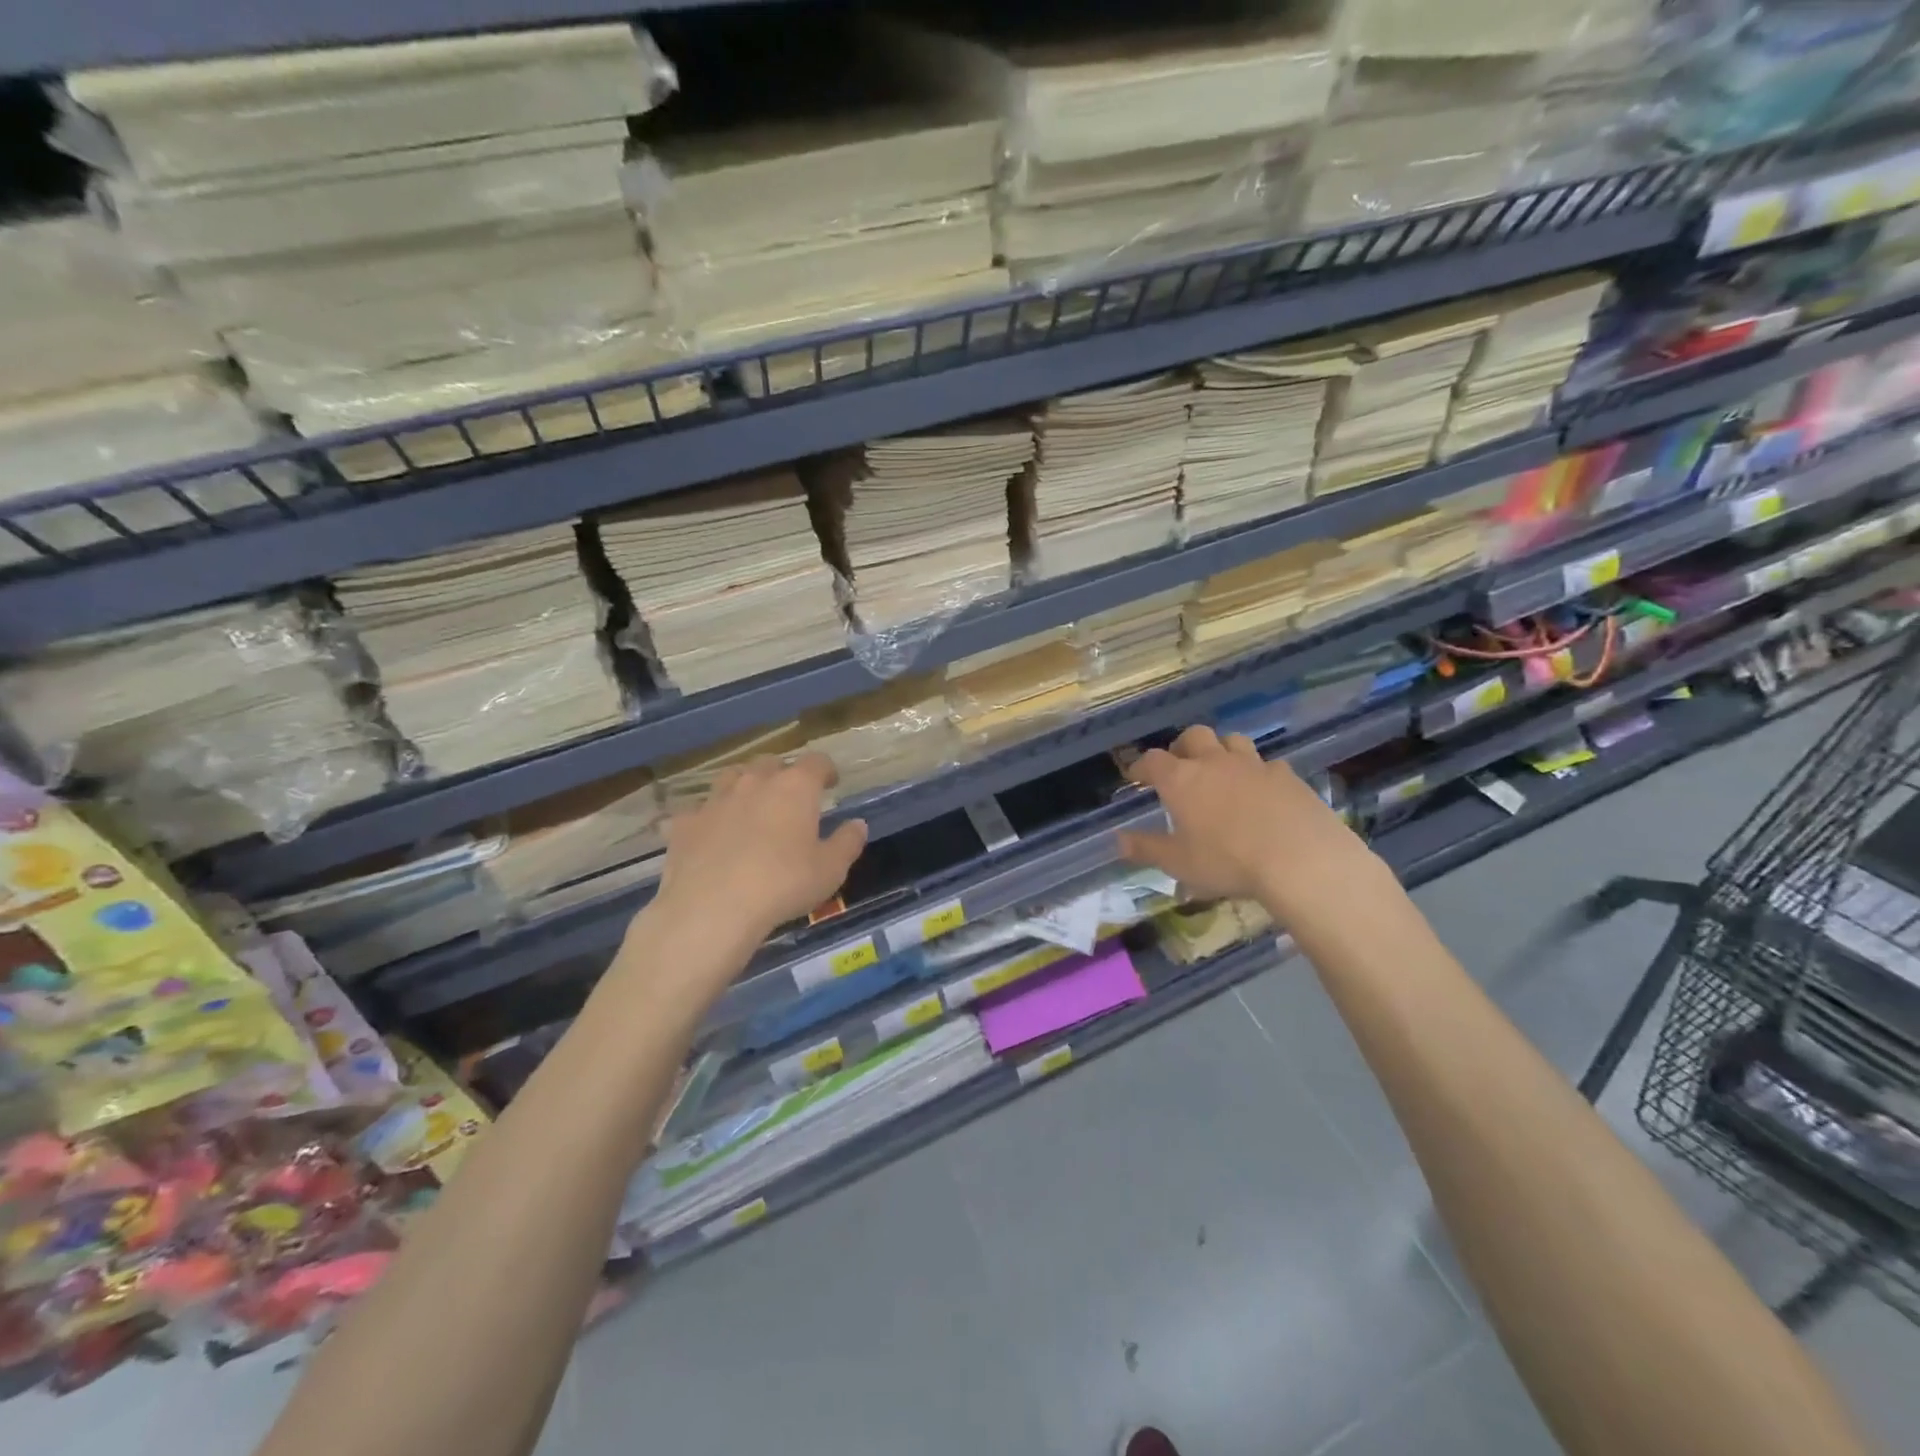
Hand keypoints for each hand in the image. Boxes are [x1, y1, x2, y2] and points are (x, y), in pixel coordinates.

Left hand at [651, 753, 867, 945]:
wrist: (712, 908)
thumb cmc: (783, 885)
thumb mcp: (830, 870)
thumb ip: (848, 842)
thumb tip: (858, 824)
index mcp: (795, 788)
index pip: (816, 762)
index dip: (825, 769)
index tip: (831, 782)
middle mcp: (754, 783)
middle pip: (771, 763)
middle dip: (783, 774)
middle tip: (790, 797)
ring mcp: (715, 800)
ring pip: (732, 777)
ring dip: (744, 785)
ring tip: (750, 806)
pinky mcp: (685, 823)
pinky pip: (699, 810)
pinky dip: (709, 817)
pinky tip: (712, 835)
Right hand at [1116, 725, 1373, 914]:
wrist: (1302, 860)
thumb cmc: (1228, 861)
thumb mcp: (1179, 863)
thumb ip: (1146, 848)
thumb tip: (1117, 840)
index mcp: (1182, 779)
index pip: (1153, 760)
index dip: (1141, 766)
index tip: (1136, 776)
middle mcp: (1215, 762)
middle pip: (1194, 736)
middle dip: (1182, 746)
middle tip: (1179, 765)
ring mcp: (1255, 765)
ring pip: (1232, 740)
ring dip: (1221, 750)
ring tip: (1220, 771)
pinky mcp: (1288, 776)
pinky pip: (1267, 763)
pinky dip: (1257, 772)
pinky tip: (1261, 791)